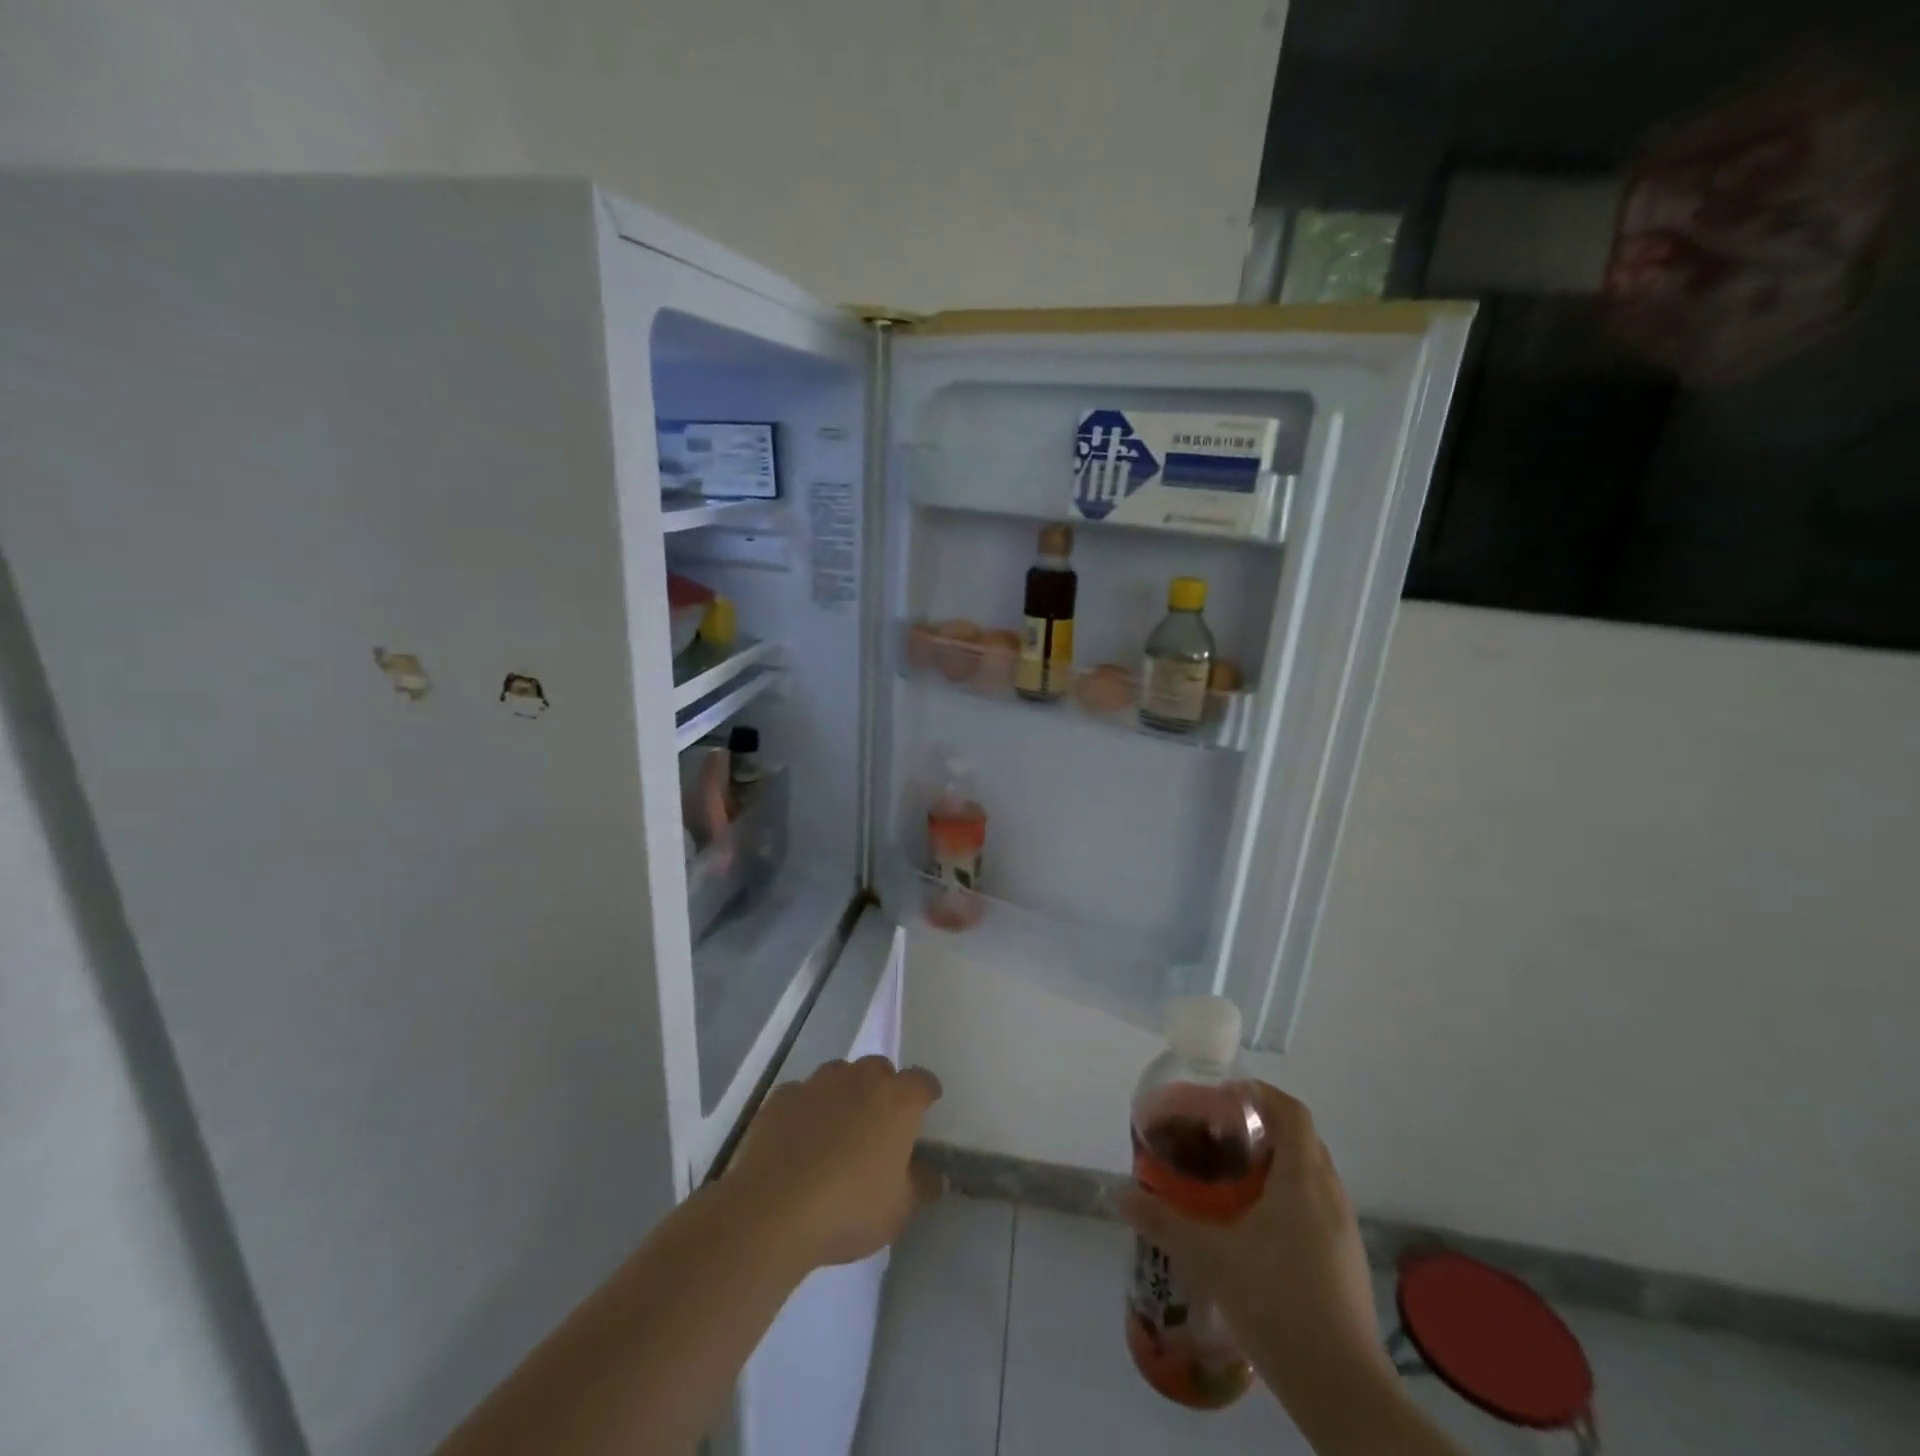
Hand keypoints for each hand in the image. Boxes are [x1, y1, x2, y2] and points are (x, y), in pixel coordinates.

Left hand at [727, 1056, 943, 1269]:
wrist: (773, 1210)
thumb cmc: (849, 1208)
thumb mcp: (898, 1210)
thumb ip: (921, 1185)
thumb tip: (935, 1174)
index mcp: (896, 1101)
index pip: (921, 1081)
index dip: (925, 1093)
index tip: (926, 1106)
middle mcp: (860, 1079)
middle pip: (879, 1069)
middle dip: (883, 1088)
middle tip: (879, 1122)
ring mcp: (818, 1083)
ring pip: (839, 1074)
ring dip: (844, 1093)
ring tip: (838, 1127)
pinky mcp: (782, 1097)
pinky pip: (802, 1094)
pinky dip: (807, 1109)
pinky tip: (800, 1138)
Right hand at [1119, 1083, 1390, 1408]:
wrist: (1343, 1391)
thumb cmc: (1277, 1302)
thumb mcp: (1210, 1258)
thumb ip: (1164, 1222)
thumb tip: (1122, 1197)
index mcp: (1303, 1179)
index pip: (1292, 1112)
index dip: (1261, 1094)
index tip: (1225, 1098)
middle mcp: (1330, 1195)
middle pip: (1302, 1139)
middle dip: (1263, 1127)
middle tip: (1222, 1135)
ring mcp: (1344, 1231)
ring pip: (1311, 1175)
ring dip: (1277, 1164)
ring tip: (1234, 1179)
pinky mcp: (1347, 1262)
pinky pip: (1318, 1207)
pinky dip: (1289, 1198)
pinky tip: (1258, 1229)